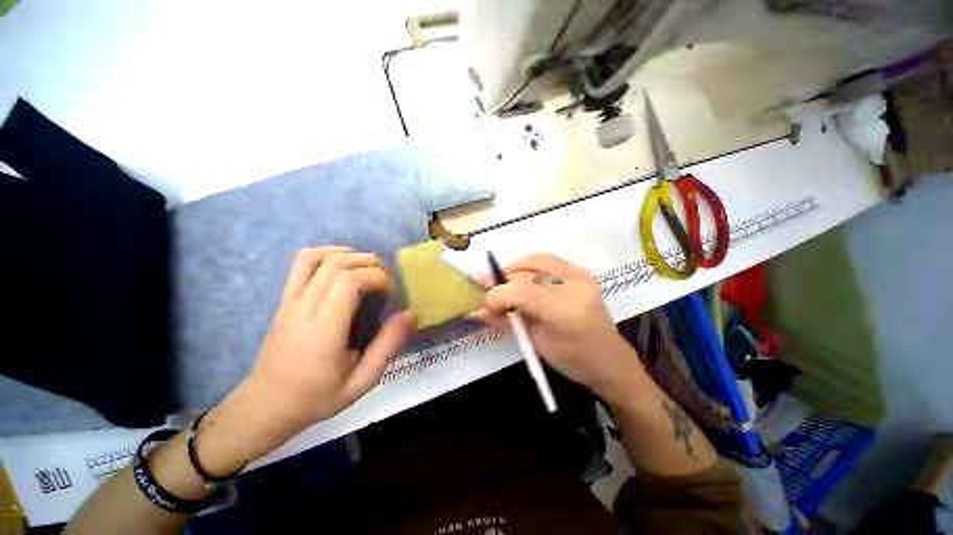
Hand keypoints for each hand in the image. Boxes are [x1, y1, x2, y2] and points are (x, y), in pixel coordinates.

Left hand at [205, 247, 414, 467]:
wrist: (265, 407)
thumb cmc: (317, 397)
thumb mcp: (362, 381)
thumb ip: (388, 346)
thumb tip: (410, 314)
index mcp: (323, 330)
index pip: (349, 282)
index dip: (377, 277)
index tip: (391, 291)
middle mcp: (303, 309)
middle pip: (335, 263)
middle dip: (368, 261)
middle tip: (385, 277)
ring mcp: (288, 301)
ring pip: (314, 257)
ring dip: (345, 253)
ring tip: (365, 266)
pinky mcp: (283, 300)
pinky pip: (301, 265)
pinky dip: (325, 255)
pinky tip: (342, 267)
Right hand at [474, 253, 645, 402]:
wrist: (610, 360)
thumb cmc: (572, 361)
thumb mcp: (535, 345)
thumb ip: (505, 322)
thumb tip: (477, 309)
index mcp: (565, 313)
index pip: (522, 293)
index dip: (497, 294)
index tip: (484, 303)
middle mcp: (575, 286)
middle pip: (526, 273)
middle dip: (501, 281)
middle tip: (486, 289)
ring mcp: (581, 275)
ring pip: (535, 259)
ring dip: (513, 269)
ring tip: (503, 283)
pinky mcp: (581, 272)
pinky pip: (546, 259)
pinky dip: (527, 266)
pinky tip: (521, 278)